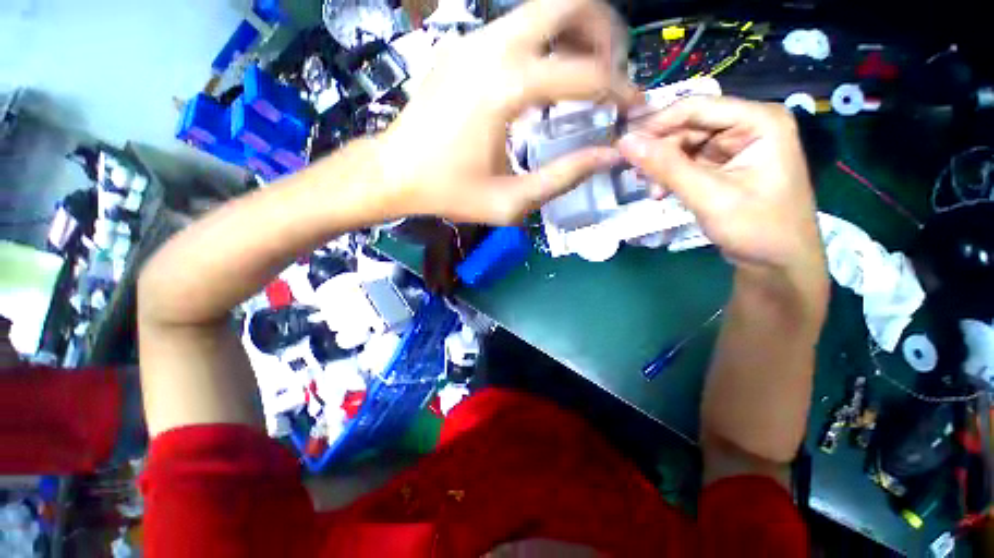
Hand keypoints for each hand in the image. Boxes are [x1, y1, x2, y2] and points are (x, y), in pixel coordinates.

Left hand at [379, 0, 639, 224]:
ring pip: (546, 7)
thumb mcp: (510, 199)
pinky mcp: (466, 41)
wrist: (388, 168)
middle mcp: (493, 48)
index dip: (622, 90)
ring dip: (578, 28)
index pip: (589, 72)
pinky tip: (552, 67)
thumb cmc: (442, 188)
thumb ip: (569, 175)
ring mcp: (476, 39)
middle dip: (604, 29)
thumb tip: (613, 154)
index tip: (633, 106)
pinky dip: (550, 34)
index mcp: (506, 87)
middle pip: (568, 4)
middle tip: (612, 65)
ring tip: (587, 65)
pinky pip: (522, 22)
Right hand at [617, 97, 823, 274]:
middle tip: (636, 170)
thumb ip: (668, 167)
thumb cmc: (761, 235)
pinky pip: (705, 153)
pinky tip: (668, 188)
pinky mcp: (744, 156)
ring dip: (673, 162)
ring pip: (697, 138)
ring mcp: (751, 138)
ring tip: (653, 188)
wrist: (785, 273)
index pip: (700, 106)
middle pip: (698, 121)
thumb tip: (623, 141)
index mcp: (763, 120)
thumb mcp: (713, 200)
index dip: (659, 122)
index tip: (625, 141)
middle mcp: (758, 121)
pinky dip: (686, 170)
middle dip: (667, 147)